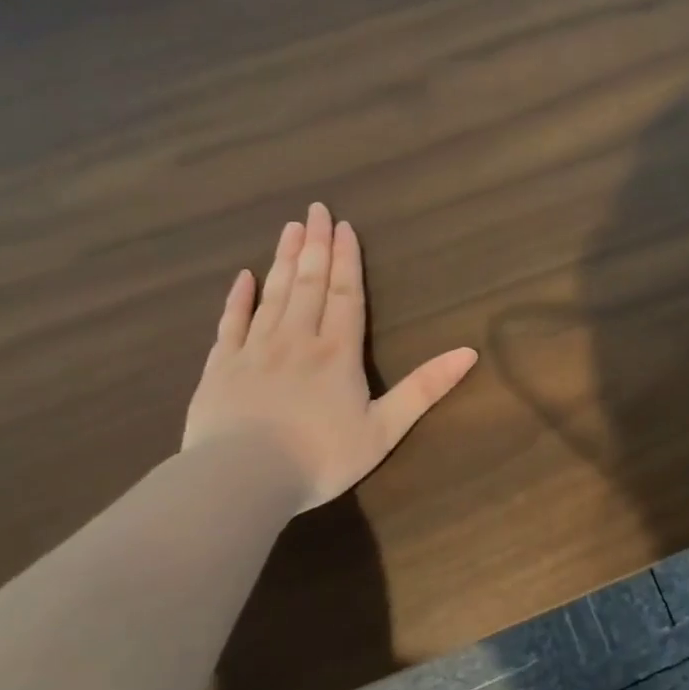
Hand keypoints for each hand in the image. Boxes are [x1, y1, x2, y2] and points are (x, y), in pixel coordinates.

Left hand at [182, 202, 477, 510]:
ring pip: (273, 294)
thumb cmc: (321, 457)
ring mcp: (254, 350)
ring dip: (283, 260)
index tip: (343, 226)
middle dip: (314, 245)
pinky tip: (244, 277)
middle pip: (308, 283)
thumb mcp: (384, 429)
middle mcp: (296, 339)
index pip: (345, 294)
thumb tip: (469, 352)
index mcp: (337, 353)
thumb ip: (424, 388)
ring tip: (290, 228)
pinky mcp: (219, 367)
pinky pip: (230, 323)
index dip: (346, 260)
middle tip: (315, 210)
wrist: (242, 479)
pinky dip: (238, 298)